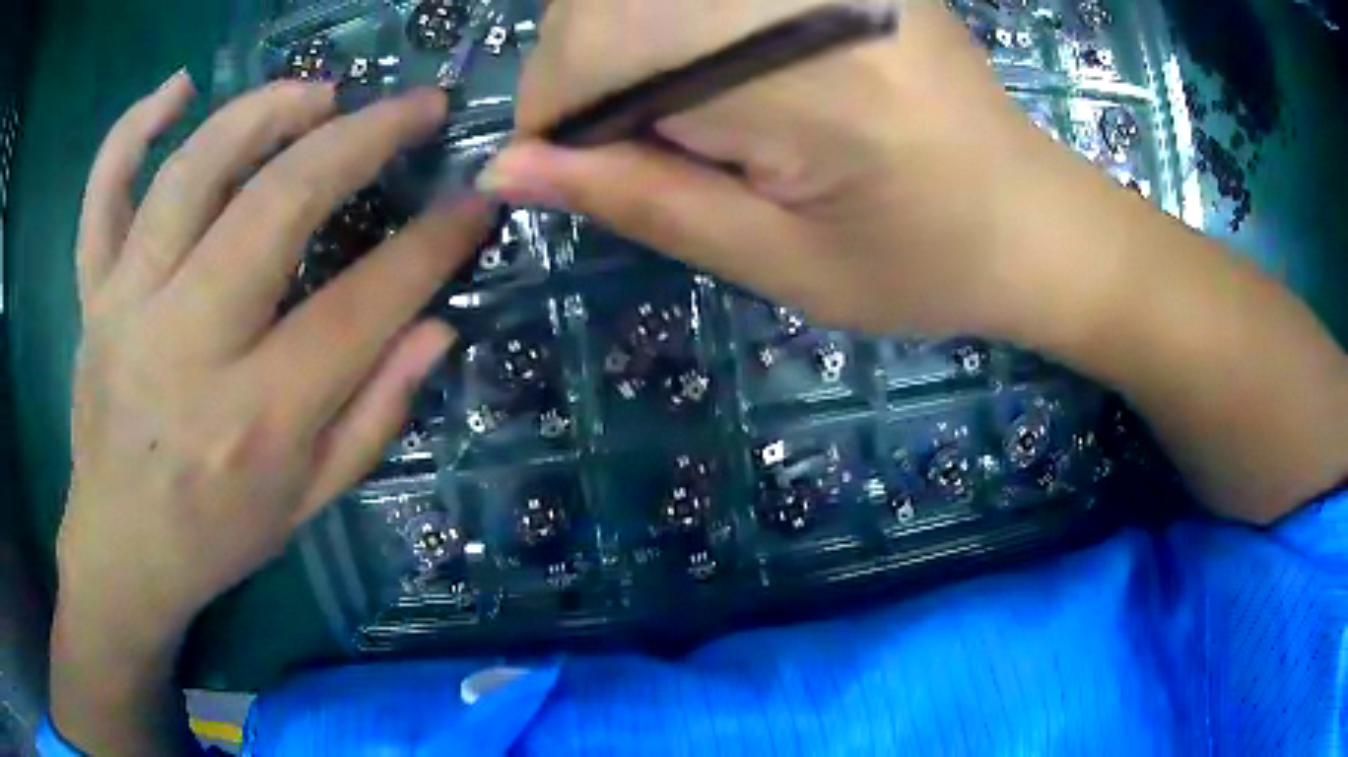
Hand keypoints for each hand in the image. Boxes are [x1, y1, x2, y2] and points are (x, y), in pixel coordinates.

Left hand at [53, 71, 488, 753]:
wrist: (121, 553)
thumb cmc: (216, 538)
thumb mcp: (310, 503)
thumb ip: (375, 416)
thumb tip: (437, 326)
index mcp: (255, 419)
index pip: (361, 306)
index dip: (431, 245)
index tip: (474, 201)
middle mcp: (186, 348)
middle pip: (276, 207)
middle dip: (363, 139)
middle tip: (416, 107)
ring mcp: (126, 308)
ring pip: (191, 174)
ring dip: (264, 113)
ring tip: (319, 93)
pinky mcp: (92, 294)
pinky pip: (103, 193)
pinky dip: (134, 129)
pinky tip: (179, 90)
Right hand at [481, 0, 1098, 339]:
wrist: (1031, 220)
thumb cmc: (924, 265)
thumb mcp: (776, 261)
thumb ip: (638, 200)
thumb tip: (508, 167)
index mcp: (808, 70)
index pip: (602, 44)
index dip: (555, 106)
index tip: (564, 168)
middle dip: (583, 68)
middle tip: (626, 144)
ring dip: (625, 40)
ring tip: (674, 112)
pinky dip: (672, 20)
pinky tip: (711, 70)